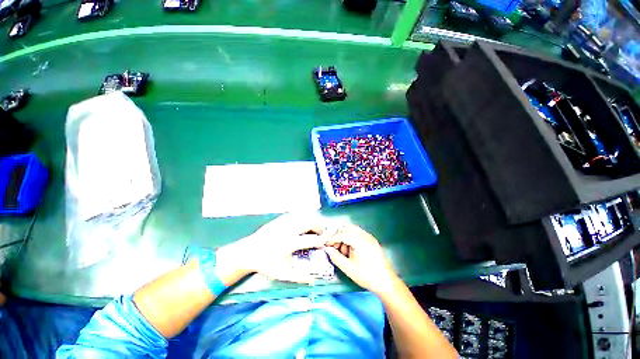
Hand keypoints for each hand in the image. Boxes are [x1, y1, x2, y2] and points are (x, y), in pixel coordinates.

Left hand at [216, 213, 326, 284]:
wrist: (248, 253)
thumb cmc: (266, 264)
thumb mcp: (283, 274)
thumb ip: (299, 277)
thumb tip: (313, 281)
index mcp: (292, 243)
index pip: (313, 240)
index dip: (322, 240)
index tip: (325, 242)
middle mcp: (290, 230)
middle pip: (310, 223)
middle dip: (319, 227)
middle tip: (320, 233)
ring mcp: (284, 223)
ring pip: (303, 217)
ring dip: (310, 223)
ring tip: (311, 230)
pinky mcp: (279, 220)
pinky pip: (294, 216)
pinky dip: (300, 220)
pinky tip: (299, 227)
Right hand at [324, 225, 397, 296]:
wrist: (386, 282)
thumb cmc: (366, 276)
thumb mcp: (348, 268)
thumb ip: (336, 257)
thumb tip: (327, 249)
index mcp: (360, 241)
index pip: (342, 234)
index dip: (333, 238)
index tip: (326, 245)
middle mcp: (365, 235)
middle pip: (347, 228)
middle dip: (338, 236)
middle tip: (334, 247)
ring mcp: (369, 237)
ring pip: (353, 230)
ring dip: (345, 236)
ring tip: (343, 251)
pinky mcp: (372, 240)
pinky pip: (358, 234)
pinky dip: (351, 238)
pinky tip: (351, 250)